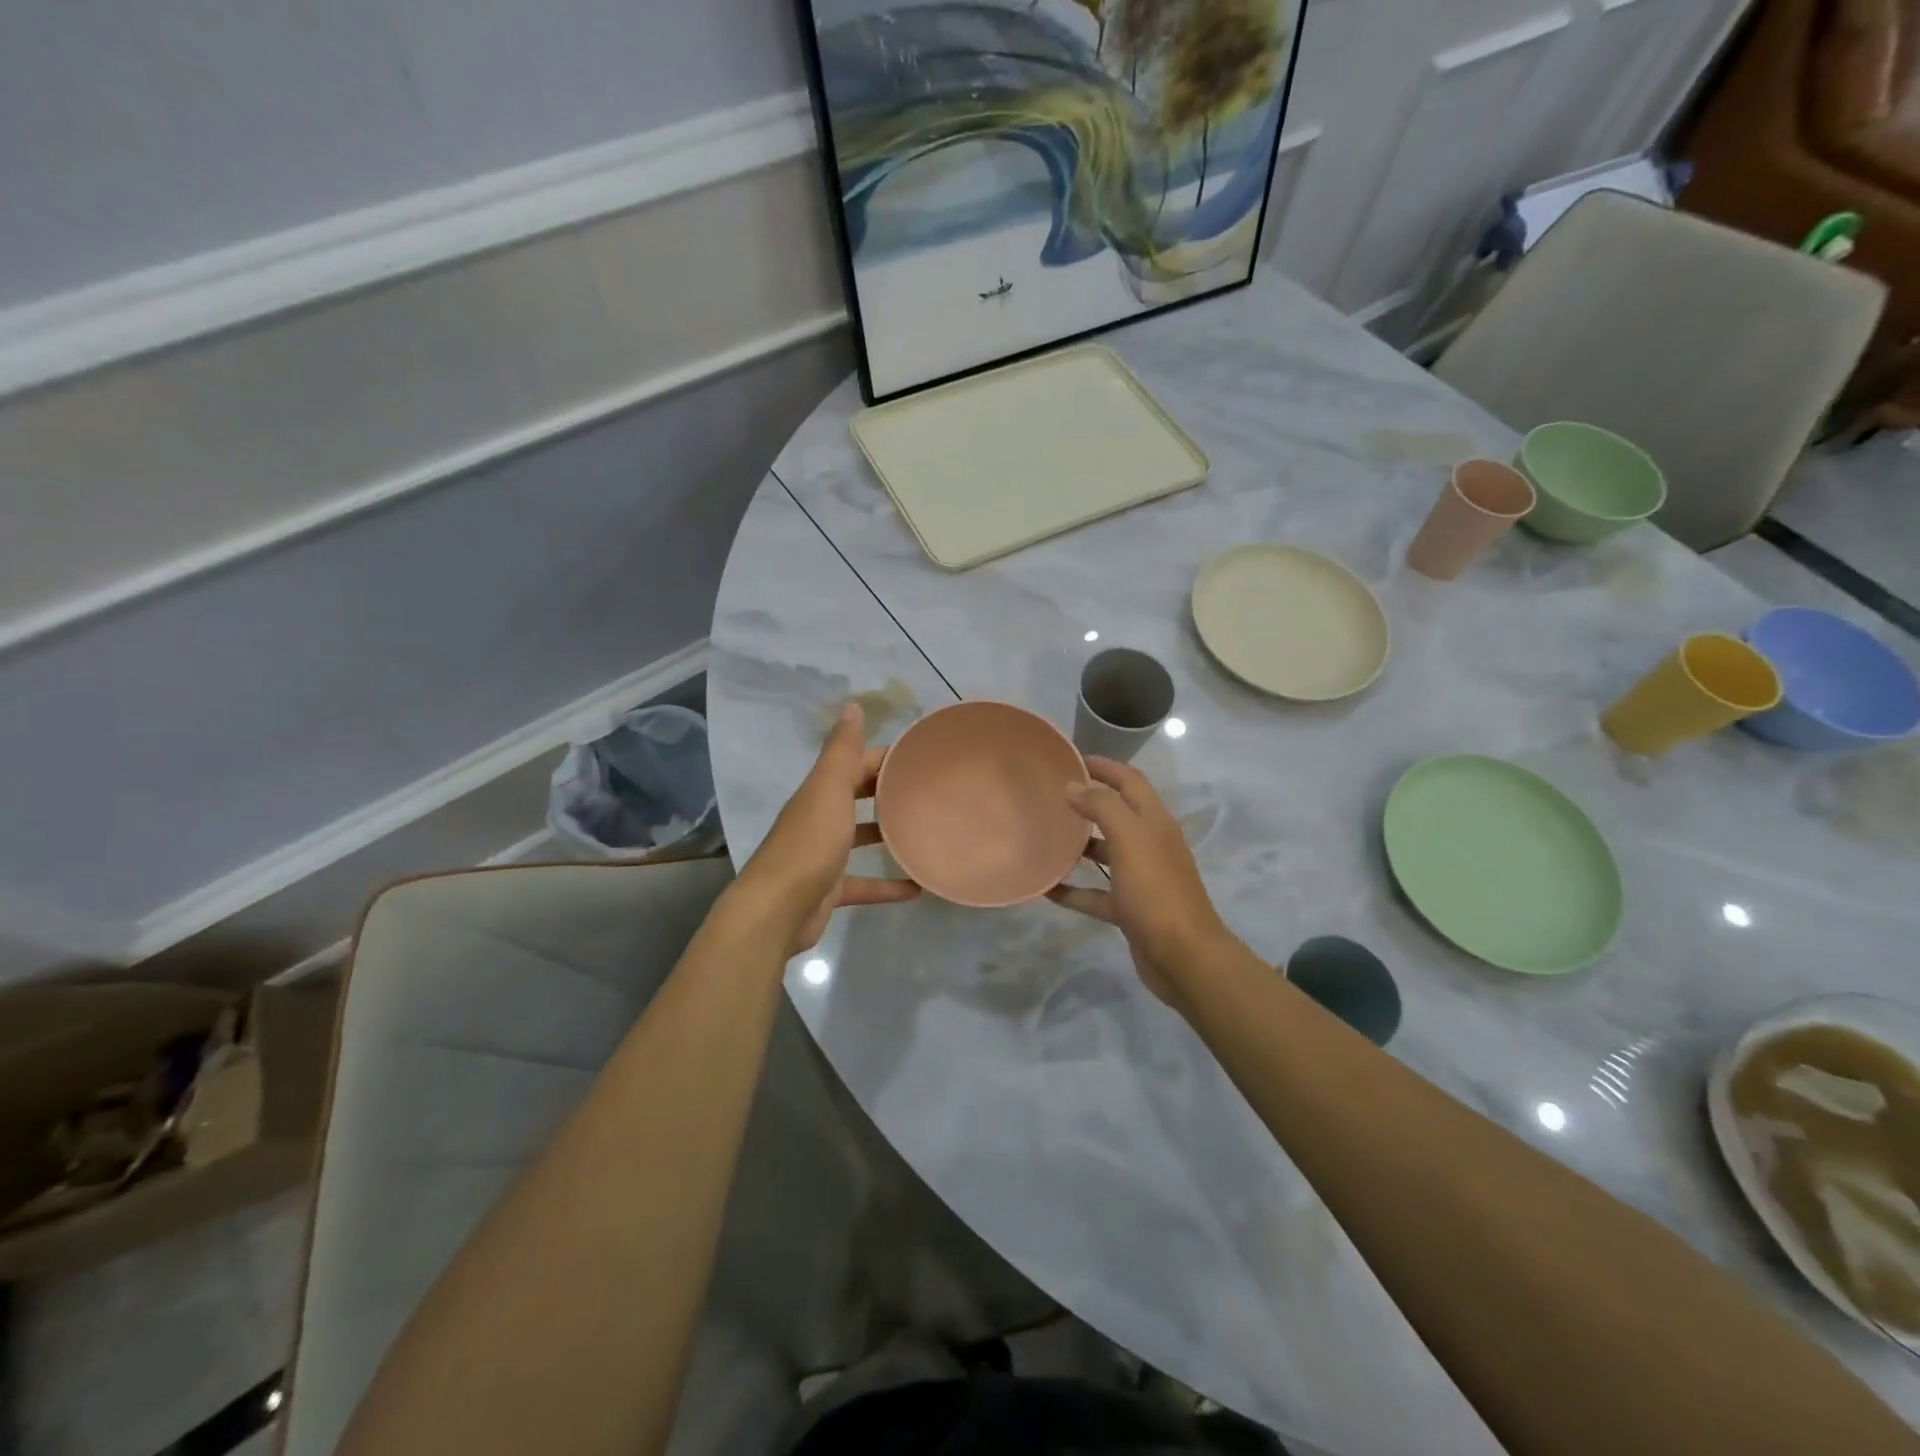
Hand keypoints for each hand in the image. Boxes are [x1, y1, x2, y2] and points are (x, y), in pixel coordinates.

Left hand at [735, 704, 918, 956]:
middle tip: (929, 792)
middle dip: (889, 791)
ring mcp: (824, 856)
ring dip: (888, 834)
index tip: (923, 757)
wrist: (778, 910)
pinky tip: (917, 888)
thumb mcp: (829, 790)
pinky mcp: (830, 890)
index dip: (886, 758)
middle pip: (858, 797)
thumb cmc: (809, 844)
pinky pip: (865, 883)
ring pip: (860, 838)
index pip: (857, 764)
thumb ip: (842, 751)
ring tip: (925, 831)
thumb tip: (853, 705)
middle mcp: (821, 819)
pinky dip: (888, 885)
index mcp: (820, 793)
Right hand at [1048, 758, 1232, 1009]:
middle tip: (1050, 796)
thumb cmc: (1156, 890)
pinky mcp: (1130, 909)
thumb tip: (1074, 786)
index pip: (1130, 781)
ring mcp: (1141, 878)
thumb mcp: (1129, 838)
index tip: (1071, 758)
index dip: (1105, 766)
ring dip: (1078, 846)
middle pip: (1117, 814)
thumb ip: (1101, 807)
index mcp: (1154, 822)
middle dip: (1088, 803)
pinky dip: (1074, 890)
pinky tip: (1046, 888)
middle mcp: (1150, 845)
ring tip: (1044, 837)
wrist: (1183, 956)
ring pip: (1106, 853)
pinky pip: (1096, 893)